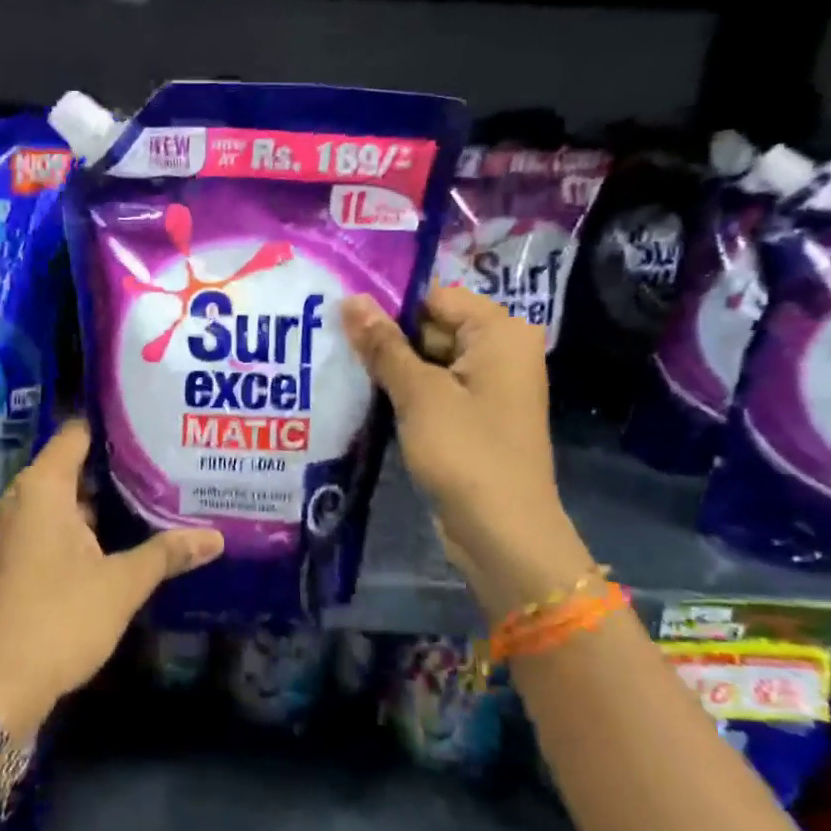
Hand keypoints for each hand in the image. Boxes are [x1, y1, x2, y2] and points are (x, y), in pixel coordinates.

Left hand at [0, 420, 223, 733]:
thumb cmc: (59, 619)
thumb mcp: (121, 584)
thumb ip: (166, 553)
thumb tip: (215, 537)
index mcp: (43, 487)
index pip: (77, 432)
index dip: (113, 424)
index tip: (153, 420)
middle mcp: (24, 498)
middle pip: (74, 464)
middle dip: (118, 464)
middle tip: (167, 458)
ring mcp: (18, 529)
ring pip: (67, 498)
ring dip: (104, 498)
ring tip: (156, 491)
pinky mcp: (19, 557)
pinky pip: (57, 523)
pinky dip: (87, 524)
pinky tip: (125, 534)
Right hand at [341, 287, 593, 617]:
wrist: (502, 533)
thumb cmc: (466, 452)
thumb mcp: (418, 393)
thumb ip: (383, 345)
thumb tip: (350, 299)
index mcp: (500, 332)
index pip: (435, 297)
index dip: (389, 306)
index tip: (339, 315)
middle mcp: (499, 352)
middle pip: (431, 327)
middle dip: (385, 338)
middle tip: (329, 339)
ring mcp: (486, 388)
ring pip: (427, 361)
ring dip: (389, 368)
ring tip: (336, 363)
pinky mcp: (471, 418)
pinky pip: (432, 391)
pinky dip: (402, 393)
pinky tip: (360, 395)